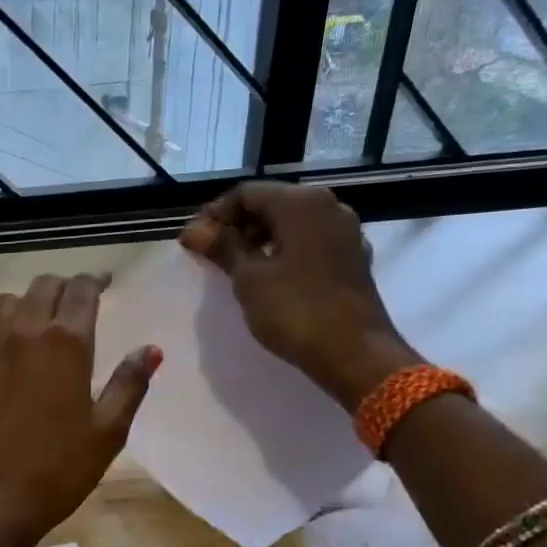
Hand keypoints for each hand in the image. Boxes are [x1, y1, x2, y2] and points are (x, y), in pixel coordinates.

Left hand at [0, 274, 160, 546]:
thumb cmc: (59, 469)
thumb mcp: (108, 431)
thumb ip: (129, 384)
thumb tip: (151, 349)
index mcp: (65, 342)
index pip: (81, 289)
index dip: (95, 280)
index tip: (105, 283)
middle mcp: (23, 334)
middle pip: (41, 287)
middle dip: (62, 286)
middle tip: (76, 300)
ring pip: (3, 303)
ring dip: (24, 303)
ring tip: (37, 320)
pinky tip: (1, 357)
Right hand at [179, 182, 419, 410]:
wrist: (354, 353)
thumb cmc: (295, 310)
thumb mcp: (249, 278)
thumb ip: (222, 247)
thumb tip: (192, 230)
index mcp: (302, 203)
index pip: (246, 193)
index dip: (214, 214)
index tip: (194, 241)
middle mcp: (328, 206)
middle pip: (270, 203)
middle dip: (236, 225)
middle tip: (209, 254)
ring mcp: (344, 232)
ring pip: (290, 223)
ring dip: (258, 238)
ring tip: (233, 267)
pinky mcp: (350, 257)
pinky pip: (308, 241)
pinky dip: (282, 250)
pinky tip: (265, 276)